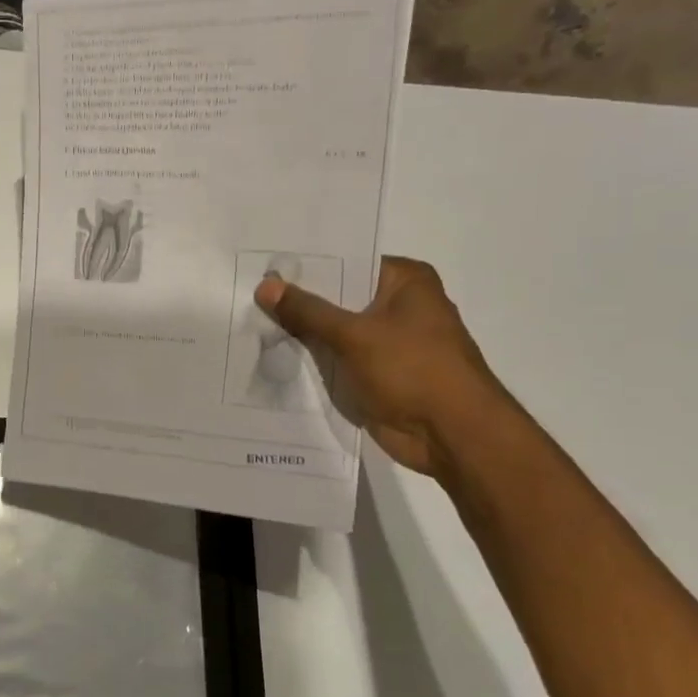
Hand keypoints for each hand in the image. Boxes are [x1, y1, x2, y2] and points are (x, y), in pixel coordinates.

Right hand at [255, 256, 505, 477]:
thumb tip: (265, 286)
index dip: (305, 267)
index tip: (262, 268)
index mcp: (405, 281)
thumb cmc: (413, 370)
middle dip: (297, 302)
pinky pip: (337, 360)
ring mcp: (388, 342)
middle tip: (246, 296)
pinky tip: (272, 358)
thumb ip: (307, 311)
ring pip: (334, 331)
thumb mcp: (354, 335)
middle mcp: (398, 306)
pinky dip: (313, 361)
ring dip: (301, 335)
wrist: (451, 434)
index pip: (346, 262)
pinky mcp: (377, 374)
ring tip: (249, 325)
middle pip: (337, 297)